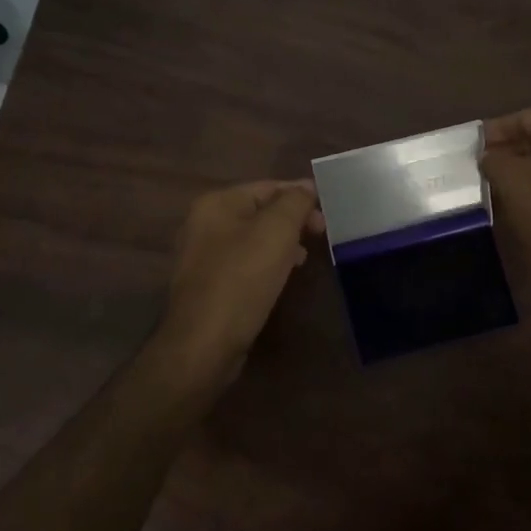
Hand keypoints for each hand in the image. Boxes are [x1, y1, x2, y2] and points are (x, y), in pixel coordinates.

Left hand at [158, 180, 321, 380]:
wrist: (204, 343)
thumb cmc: (242, 279)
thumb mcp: (277, 232)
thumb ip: (295, 202)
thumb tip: (307, 187)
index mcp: (216, 203)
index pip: (268, 187)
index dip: (301, 195)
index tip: (329, 212)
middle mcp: (203, 223)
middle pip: (259, 211)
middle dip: (293, 220)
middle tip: (321, 235)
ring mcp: (201, 256)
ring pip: (252, 238)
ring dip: (282, 243)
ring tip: (305, 257)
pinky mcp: (207, 285)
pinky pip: (243, 263)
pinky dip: (266, 263)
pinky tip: (281, 277)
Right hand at [480, 108, 530, 300]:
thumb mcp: (512, 182)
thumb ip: (495, 161)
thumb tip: (489, 157)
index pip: (522, 117)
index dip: (494, 132)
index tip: (471, 149)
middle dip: (509, 152)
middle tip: (481, 170)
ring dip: (526, 172)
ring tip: (498, 189)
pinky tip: (528, 207)